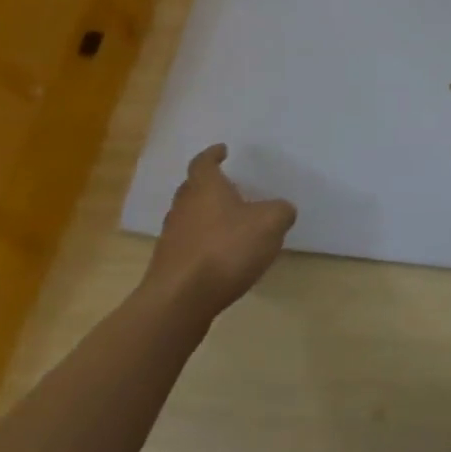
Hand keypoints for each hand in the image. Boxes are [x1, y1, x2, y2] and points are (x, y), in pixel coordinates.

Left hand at [142, 145, 296, 322]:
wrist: (179, 301)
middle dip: (208, 185)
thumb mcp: (269, 224)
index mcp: (204, 187)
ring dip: (205, 216)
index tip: (222, 150)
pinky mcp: (168, 267)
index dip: (213, 155)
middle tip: (228, 186)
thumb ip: (280, 211)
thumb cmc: (225, 249)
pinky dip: (202, 244)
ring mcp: (171, 238)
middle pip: (192, 188)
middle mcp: (183, 207)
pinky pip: (187, 245)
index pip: (203, 162)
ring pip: (188, 217)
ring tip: (228, 223)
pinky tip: (220, 257)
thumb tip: (282, 209)